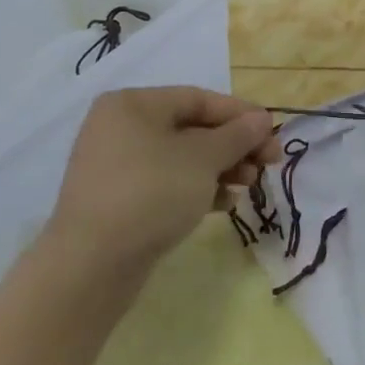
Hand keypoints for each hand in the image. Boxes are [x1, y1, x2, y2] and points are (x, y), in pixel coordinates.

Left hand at [42, 87, 279, 279]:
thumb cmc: (151, 193)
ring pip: (182, 158)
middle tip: (269, 164)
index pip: (199, 99)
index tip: (273, 133)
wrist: (91, 265)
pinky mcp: (118, 200)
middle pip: (192, 129)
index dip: (241, 114)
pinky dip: (197, 189)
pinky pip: (166, 183)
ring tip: (249, 186)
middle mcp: (120, 128)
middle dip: (234, 146)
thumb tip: (262, 119)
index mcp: (134, 104)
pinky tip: (223, 205)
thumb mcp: (203, 159)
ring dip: (221, 169)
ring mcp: (116, 166)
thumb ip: (237, 135)